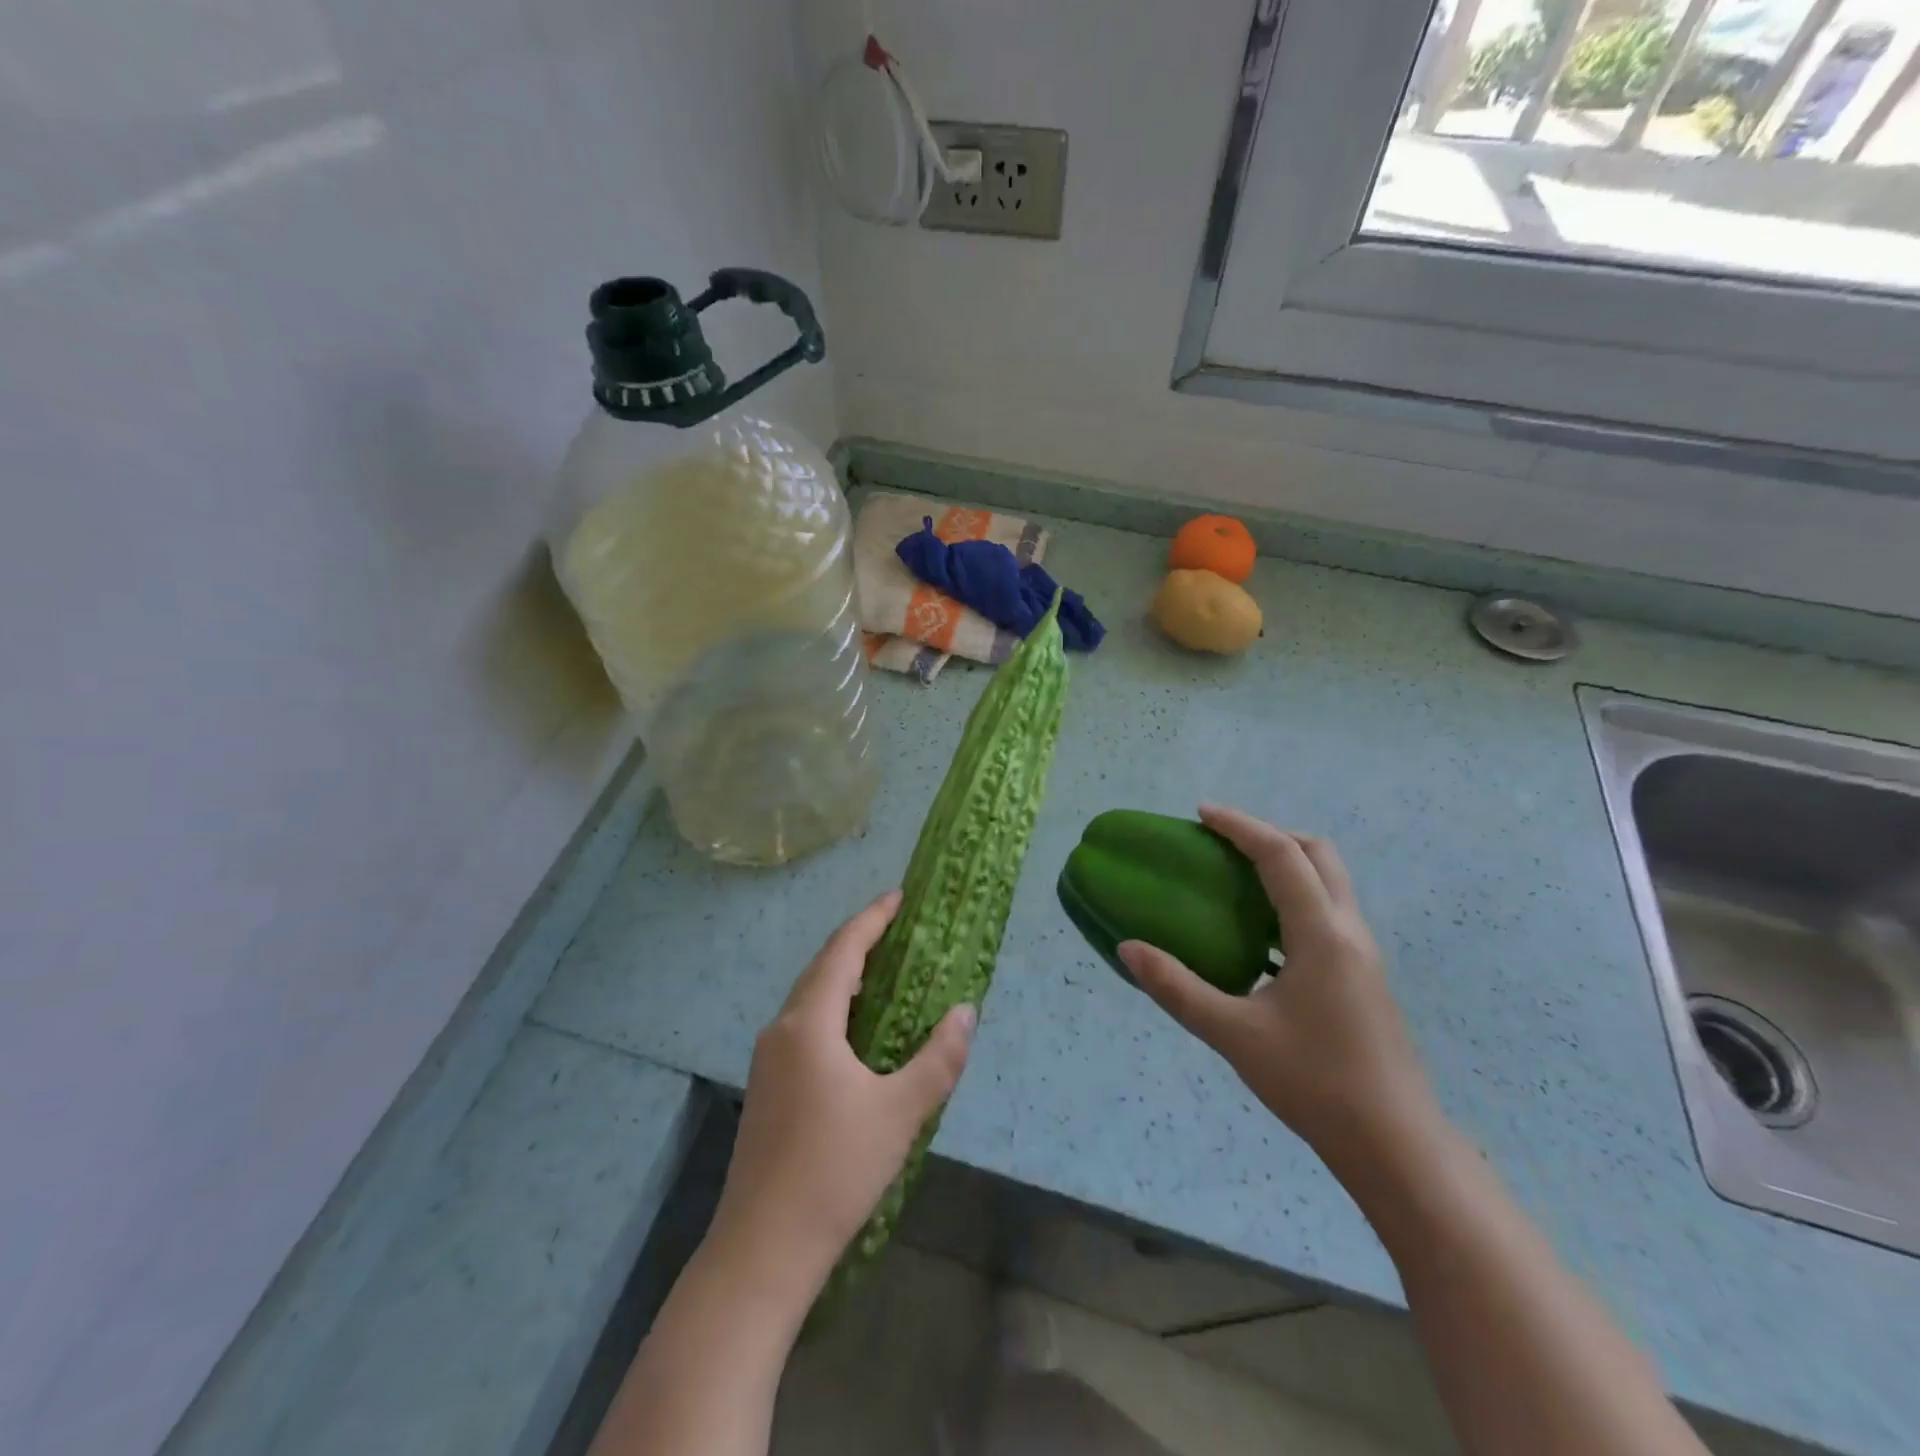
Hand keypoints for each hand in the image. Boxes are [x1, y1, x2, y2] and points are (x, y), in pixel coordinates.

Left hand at [706, 891, 975, 1306]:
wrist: (761, 1251)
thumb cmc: (834, 1170)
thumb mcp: (900, 1112)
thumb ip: (938, 1058)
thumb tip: (966, 1011)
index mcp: (809, 1023)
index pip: (843, 950)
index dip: (872, 919)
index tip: (899, 897)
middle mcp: (782, 1030)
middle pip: (823, 968)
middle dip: (860, 943)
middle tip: (900, 929)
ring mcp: (769, 1060)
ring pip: (811, 999)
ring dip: (846, 977)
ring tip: (886, 972)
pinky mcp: (768, 1088)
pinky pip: (806, 1026)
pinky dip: (836, 1009)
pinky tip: (859, 1032)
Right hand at [1119, 805, 1441, 1171]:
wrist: (1396, 1146)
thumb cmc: (1314, 1084)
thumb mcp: (1233, 1035)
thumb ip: (1176, 988)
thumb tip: (1127, 948)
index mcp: (1321, 934)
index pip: (1281, 855)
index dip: (1240, 826)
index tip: (1201, 813)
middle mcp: (1349, 932)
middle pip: (1317, 854)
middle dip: (1270, 834)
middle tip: (1223, 843)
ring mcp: (1363, 955)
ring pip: (1329, 882)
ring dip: (1286, 865)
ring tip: (1236, 880)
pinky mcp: (1364, 977)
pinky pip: (1328, 912)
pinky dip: (1294, 898)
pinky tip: (1260, 936)